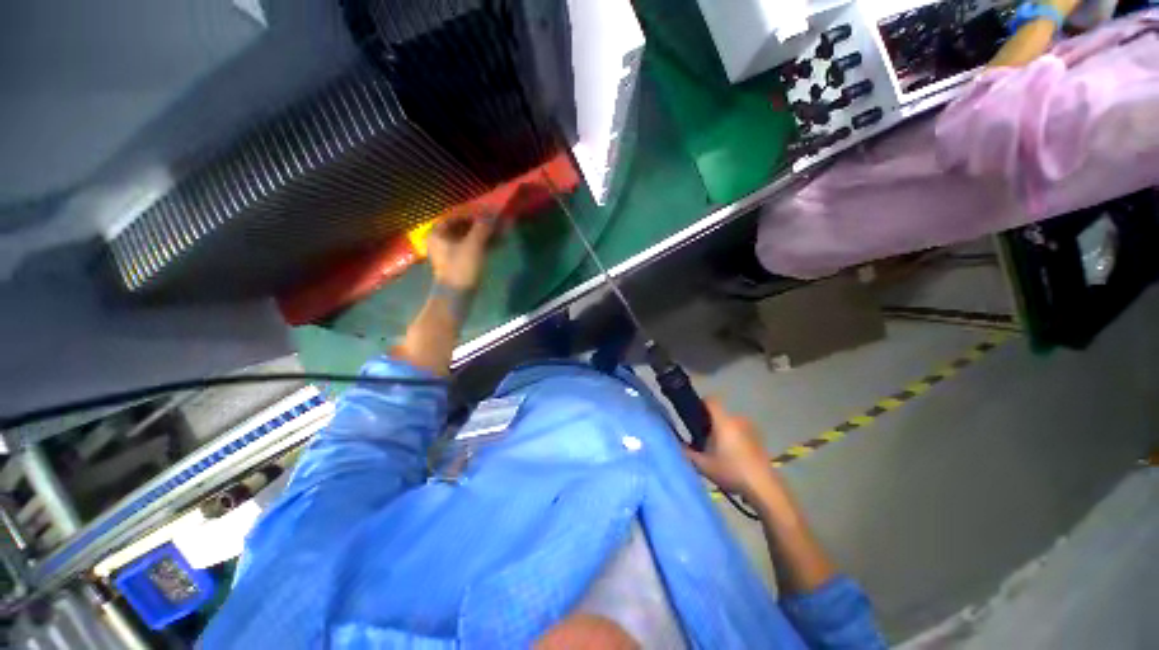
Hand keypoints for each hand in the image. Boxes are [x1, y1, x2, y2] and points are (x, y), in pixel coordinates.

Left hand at [427, 212, 498, 290]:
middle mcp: (442, 240)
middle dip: (483, 224)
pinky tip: (498, 244)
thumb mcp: (473, 245)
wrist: (457, 296)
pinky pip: (473, 248)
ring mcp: (451, 253)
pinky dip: (484, 245)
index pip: (457, 215)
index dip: (475, 212)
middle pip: (464, 227)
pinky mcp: (460, 263)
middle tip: (499, 223)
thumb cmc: (461, 268)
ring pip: (470, 238)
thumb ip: (483, 227)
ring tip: (502, 233)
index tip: (491, 213)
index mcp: (439, 233)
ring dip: (486, 235)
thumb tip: (493, 212)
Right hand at [684, 398, 781, 499]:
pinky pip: (741, 432)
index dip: (700, 404)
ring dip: (723, 432)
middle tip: (702, 440)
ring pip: (730, 424)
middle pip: (719, 414)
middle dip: (709, 424)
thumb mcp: (703, 465)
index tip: (693, 416)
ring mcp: (751, 429)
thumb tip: (678, 445)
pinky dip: (734, 439)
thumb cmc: (731, 471)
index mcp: (723, 421)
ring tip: (718, 452)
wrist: (764, 487)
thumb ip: (688, 453)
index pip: (710, 400)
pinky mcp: (759, 439)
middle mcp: (737, 420)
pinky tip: (733, 458)